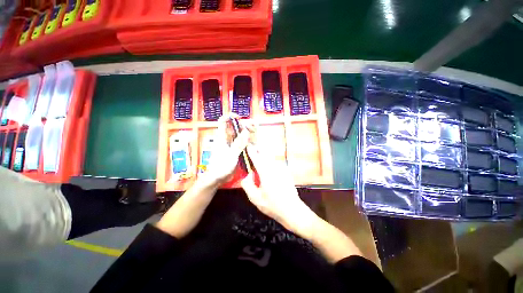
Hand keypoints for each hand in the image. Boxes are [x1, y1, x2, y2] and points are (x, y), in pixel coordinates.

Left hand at [203, 113, 251, 184]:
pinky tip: (251, 144)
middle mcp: (226, 139)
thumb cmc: (221, 166)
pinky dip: (246, 141)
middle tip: (252, 129)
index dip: (230, 117)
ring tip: (253, 136)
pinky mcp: (233, 150)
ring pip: (238, 135)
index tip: (240, 118)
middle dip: (242, 126)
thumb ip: (239, 144)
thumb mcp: (231, 155)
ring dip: (245, 134)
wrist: (217, 178)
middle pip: (233, 127)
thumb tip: (246, 131)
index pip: (223, 121)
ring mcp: (230, 144)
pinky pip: (240, 142)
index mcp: (221, 137)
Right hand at [240, 145, 319, 237]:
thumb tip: (247, 175)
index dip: (252, 151)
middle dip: (259, 150)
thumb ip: (248, 185)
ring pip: (271, 158)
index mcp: (265, 173)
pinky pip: (276, 162)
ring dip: (264, 155)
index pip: (257, 159)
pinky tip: (268, 167)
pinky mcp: (286, 172)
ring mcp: (282, 169)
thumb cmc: (272, 205)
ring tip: (259, 157)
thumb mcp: (255, 198)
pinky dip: (270, 161)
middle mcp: (274, 168)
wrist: (292, 210)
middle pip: (265, 154)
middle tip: (253, 149)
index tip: (248, 146)